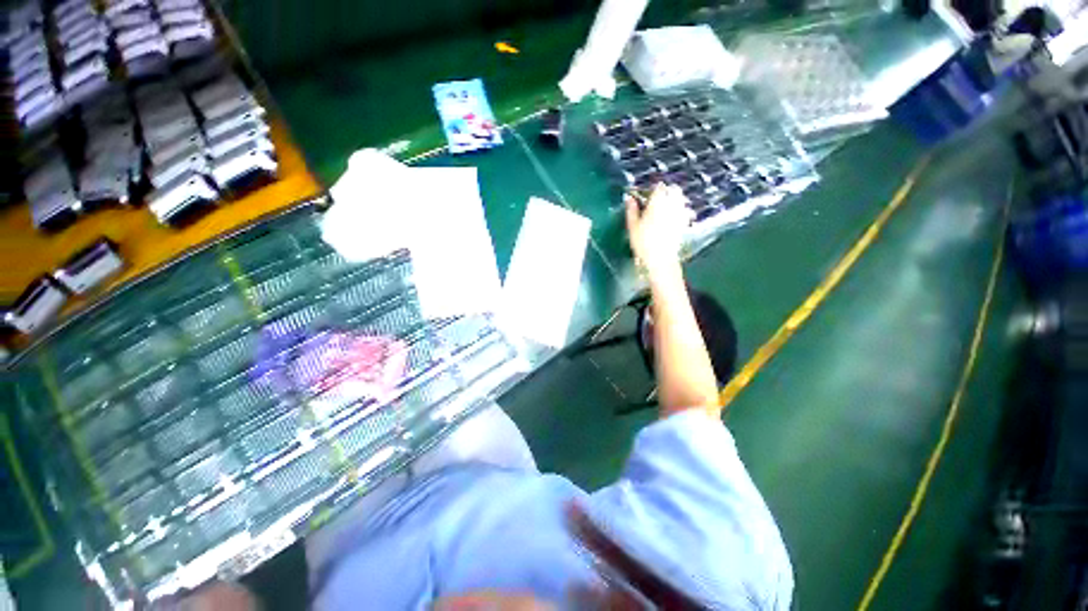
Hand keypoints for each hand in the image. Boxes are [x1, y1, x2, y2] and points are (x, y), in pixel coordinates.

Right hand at [625, 183, 689, 281]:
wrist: (660, 259)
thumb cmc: (643, 242)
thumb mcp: (633, 226)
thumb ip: (632, 210)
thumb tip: (629, 198)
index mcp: (658, 203)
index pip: (659, 187)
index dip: (653, 189)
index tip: (647, 195)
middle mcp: (672, 205)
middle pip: (674, 190)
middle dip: (667, 191)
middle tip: (657, 199)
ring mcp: (680, 214)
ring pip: (681, 199)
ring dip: (675, 199)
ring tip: (666, 207)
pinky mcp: (685, 224)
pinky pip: (685, 211)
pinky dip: (681, 210)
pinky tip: (674, 217)